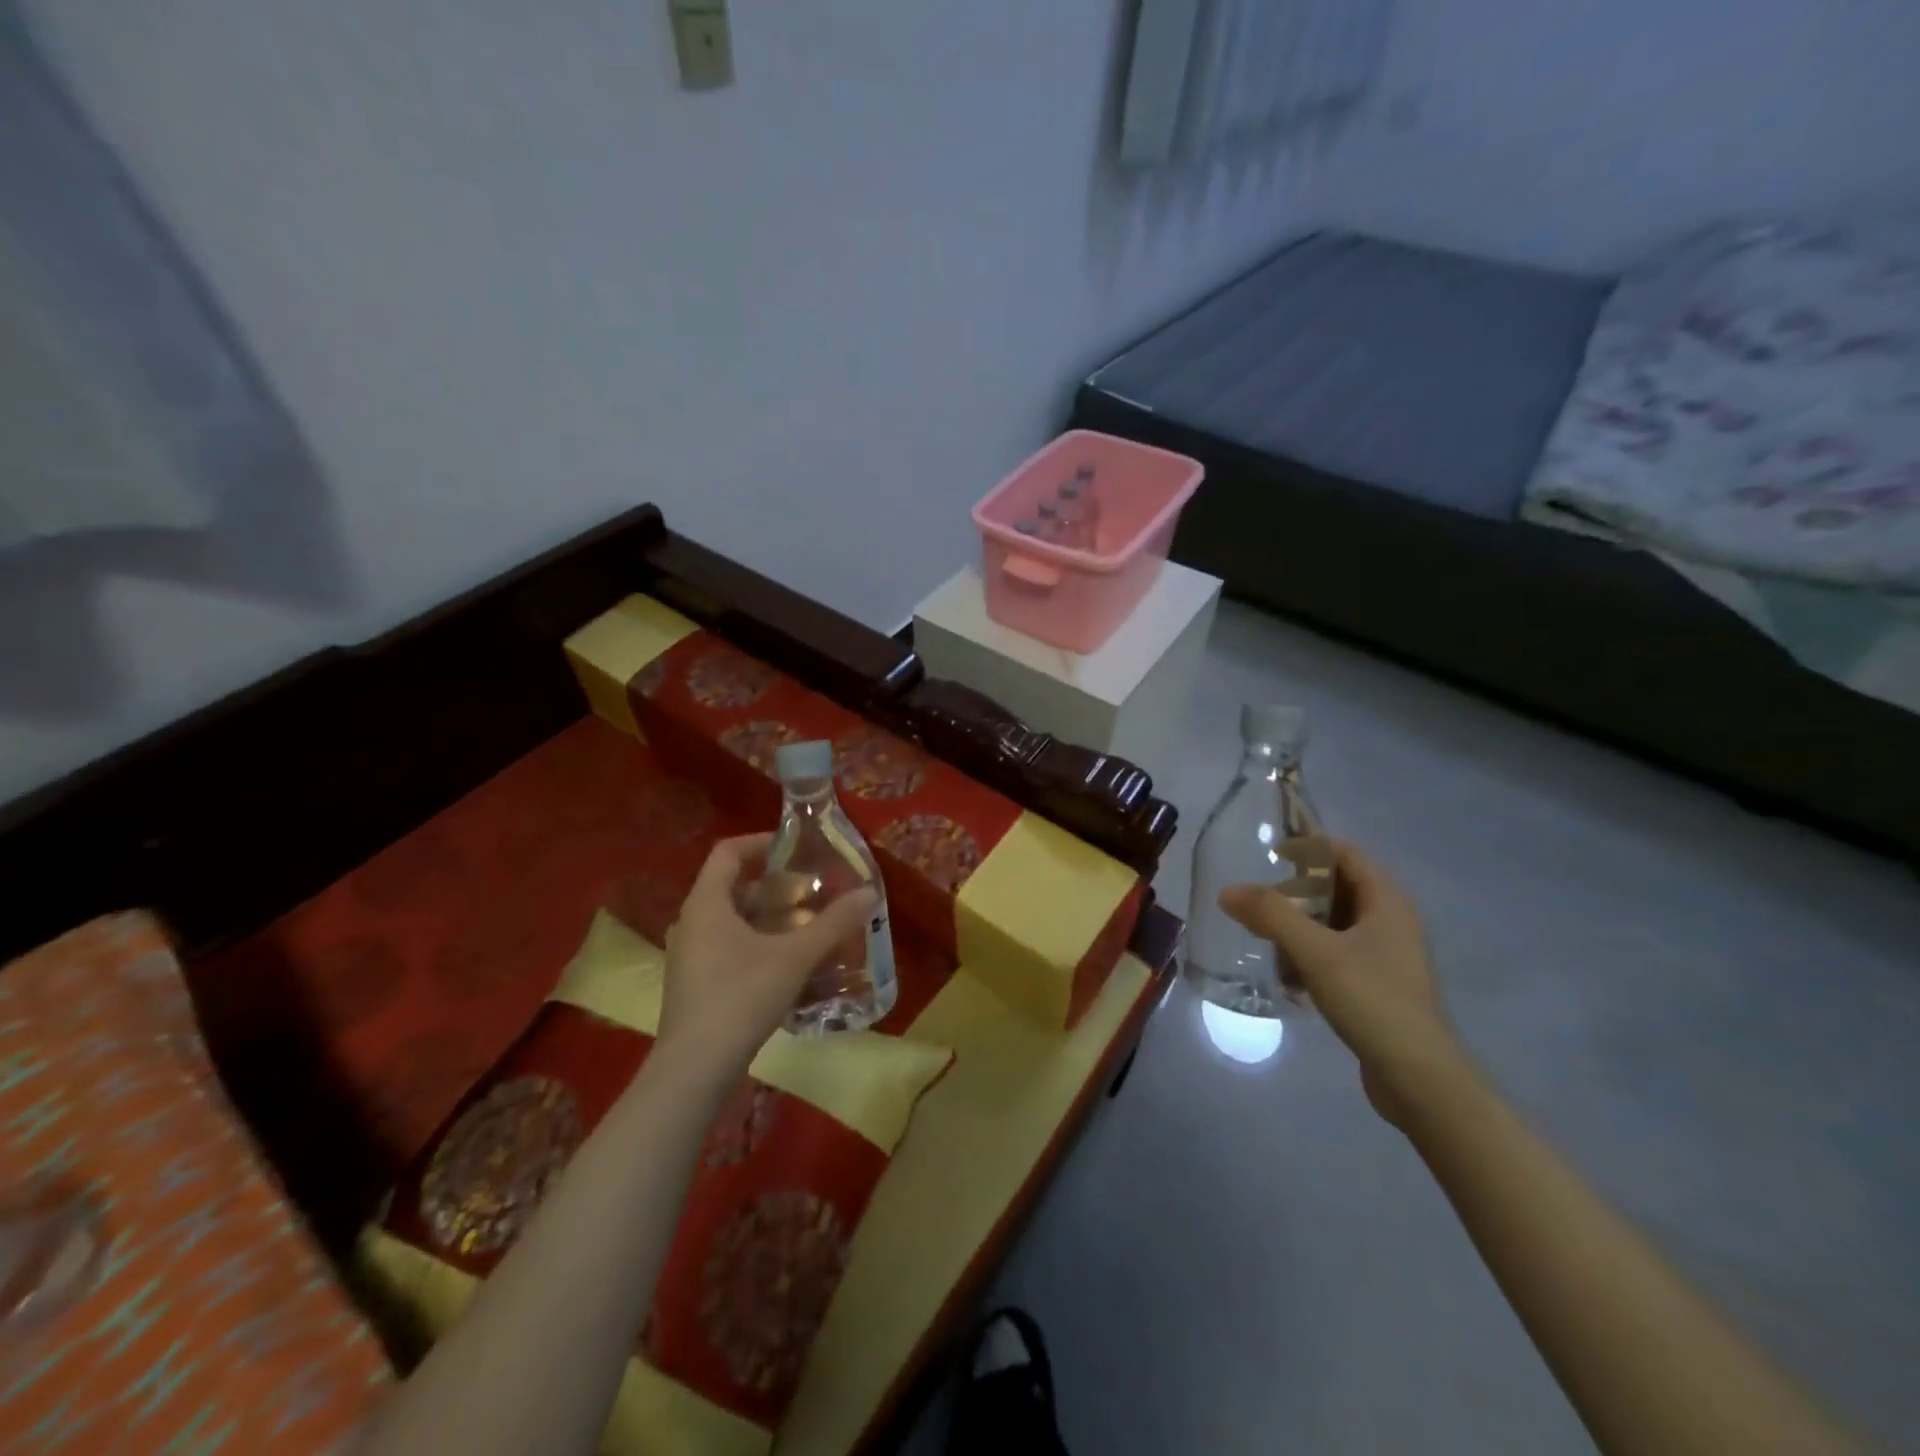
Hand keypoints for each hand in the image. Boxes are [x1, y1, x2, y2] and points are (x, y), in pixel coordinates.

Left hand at [660, 834, 877, 1074]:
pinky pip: (726, 947)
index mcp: (707, 903)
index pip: (727, 853)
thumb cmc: (741, 997)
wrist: (694, 1068)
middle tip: (811, 893)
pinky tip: (787, 965)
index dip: (760, 843)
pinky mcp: (694, 984)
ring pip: (731, 921)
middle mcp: (691, 922)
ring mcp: (689, 955)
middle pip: (732, 887)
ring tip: (806, 928)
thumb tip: (869, 892)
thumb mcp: (794, 957)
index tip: (794, 849)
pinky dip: (756, 944)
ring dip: (768, 918)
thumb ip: (833, 924)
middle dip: (774, 887)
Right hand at [1219, 842, 1459, 1127]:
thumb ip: (1271, 915)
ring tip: (1263, 931)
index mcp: (1387, 903)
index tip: (1270, 853)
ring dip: (1301, 923)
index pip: (1347, 854)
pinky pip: (1337, 953)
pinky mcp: (1378, 987)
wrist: (1419, 1078)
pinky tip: (1285, 970)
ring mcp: (1386, 957)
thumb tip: (1228, 890)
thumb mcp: (1316, 951)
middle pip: (1339, 888)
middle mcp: (1391, 923)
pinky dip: (1310, 952)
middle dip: (1298, 888)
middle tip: (1259, 896)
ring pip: (1336, 923)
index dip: (1310, 846)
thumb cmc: (1372, 1001)